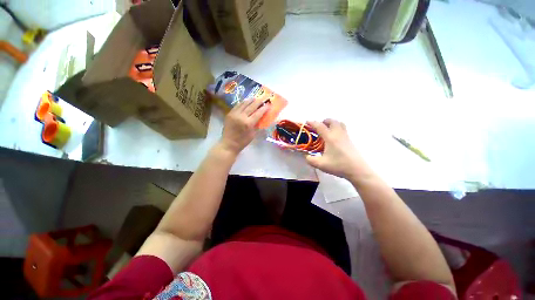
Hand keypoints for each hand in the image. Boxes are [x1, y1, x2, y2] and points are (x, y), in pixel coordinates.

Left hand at [219, 97, 269, 155]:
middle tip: (263, 99)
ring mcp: (234, 114)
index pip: (258, 113)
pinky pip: (237, 106)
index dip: (264, 108)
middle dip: (258, 102)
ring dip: (250, 100)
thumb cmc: (242, 142)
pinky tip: (246, 101)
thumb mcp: (253, 135)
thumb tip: (262, 118)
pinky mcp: (229, 114)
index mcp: (248, 123)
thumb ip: (257, 125)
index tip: (268, 104)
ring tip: (255, 98)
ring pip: (243, 104)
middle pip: (251, 106)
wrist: (228, 144)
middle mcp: (241, 116)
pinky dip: (242, 103)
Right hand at [306, 119, 372, 180]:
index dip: (312, 123)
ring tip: (326, 130)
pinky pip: (343, 128)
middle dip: (323, 121)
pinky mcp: (350, 140)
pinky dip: (336, 128)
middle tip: (318, 127)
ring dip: (331, 123)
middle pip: (332, 121)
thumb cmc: (339, 166)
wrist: (357, 170)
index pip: (320, 126)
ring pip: (339, 123)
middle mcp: (338, 134)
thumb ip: (310, 160)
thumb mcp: (321, 164)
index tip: (307, 122)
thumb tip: (305, 155)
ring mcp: (345, 136)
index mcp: (330, 138)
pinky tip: (333, 138)